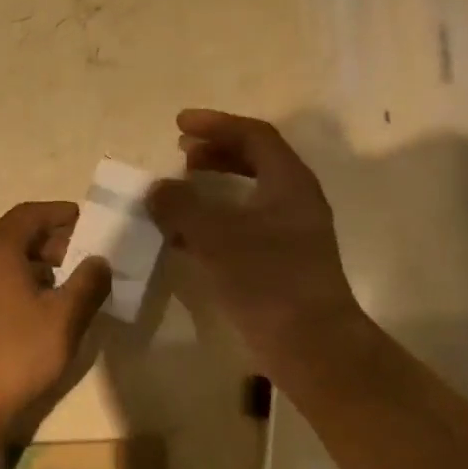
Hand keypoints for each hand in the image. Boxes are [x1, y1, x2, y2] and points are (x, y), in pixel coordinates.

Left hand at [0, 201, 111, 430]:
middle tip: (80, 257)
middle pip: (12, 235)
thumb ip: (87, 284)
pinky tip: (30, 311)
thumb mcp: (64, 320)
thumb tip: (99, 260)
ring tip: (61, 286)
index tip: (86, 220)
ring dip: (30, 264)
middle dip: (48, 241)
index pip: (29, 213)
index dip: (60, 213)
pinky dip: (11, 283)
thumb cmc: (15, 355)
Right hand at [147, 109, 368, 373]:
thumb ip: (182, 207)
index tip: (179, 125)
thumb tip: (157, 188)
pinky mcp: (278, 263)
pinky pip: (241, 227)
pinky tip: (185, 237)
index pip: (254, 136)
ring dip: (212, 188)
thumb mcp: (217, 237)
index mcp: (289, 182)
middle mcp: (294, 201)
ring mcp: (289, 234)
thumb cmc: (268, 279)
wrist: (310, 343)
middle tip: (181, 154)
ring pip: (247, 196)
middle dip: (216, 153)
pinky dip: (213, 222)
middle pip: (255, 161)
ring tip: (178, 193)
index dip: (216, 125)